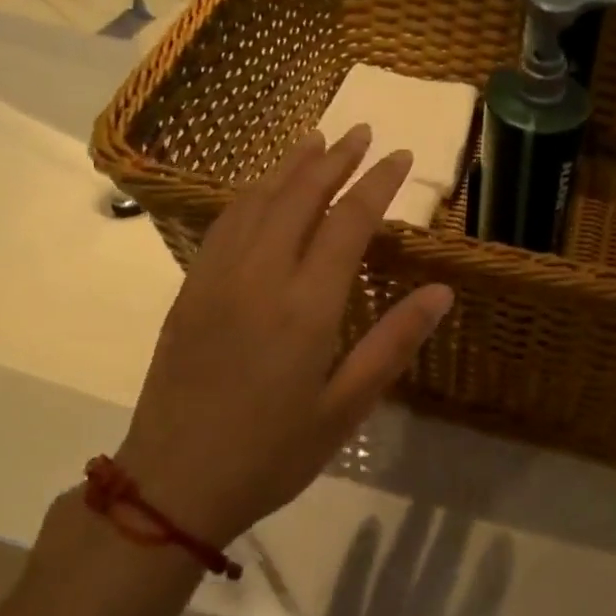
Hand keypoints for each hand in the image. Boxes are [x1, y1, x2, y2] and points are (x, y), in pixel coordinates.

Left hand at [116, 126, 454, 545]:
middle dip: (335, 159)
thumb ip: (393, 342)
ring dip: (290, 166)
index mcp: (305, 305)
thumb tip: (442, 291)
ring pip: (257, 200)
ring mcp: (217, 278)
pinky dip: (251, 193)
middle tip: (361, 131)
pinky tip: (262, 189)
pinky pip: (224, 223)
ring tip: (316, 140)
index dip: (378, 183)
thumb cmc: (271, 453)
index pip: (349, 221)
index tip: (401, 156)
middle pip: (300, 196)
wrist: (172, 484)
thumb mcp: (345, 408)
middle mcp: (259, 276)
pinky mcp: (190, 289)